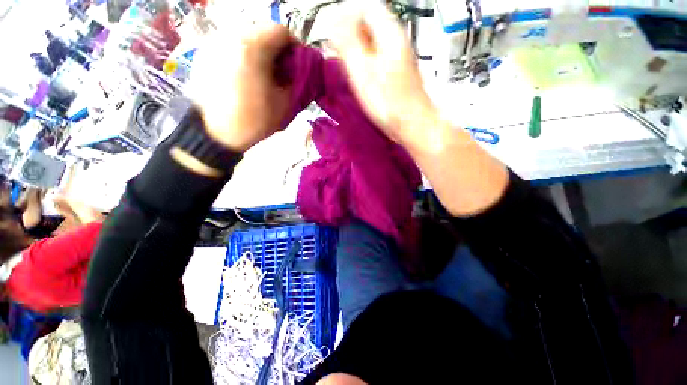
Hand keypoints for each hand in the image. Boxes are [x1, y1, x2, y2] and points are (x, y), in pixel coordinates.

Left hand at [187, 22, 293, 151]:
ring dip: (260, 53)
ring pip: (246, 37)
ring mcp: (213, 43)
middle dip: (277, 50)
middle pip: (262, 31)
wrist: (215, 135)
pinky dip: (243, 56)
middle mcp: (229, 36)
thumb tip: (303, 70)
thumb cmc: (254, 121)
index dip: (295, 47)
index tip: (297, 65)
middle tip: (282, 72)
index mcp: (252, 48)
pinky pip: (230, 46)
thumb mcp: (286, 104)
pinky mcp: (204, 53)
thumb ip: (298, 82)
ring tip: (263, 75)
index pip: (281, 30)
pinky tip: (245, 76)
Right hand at [332, 1, 435, 142]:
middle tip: (336, 49)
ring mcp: (398, 56)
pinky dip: (365, 61)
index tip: (332, 31)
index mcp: (389, 32)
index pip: (365, 7)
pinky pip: (378, 57)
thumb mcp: (362, 70)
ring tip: (345, 63)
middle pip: (370, 23)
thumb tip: (333, 17)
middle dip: (350, 32)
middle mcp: (397, 39)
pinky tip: (359, 75)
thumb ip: (348, 41)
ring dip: (356, 47)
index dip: (345, 15)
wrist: (411, 123)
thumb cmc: (388, 101)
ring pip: (373, 41)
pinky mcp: (397, 72)